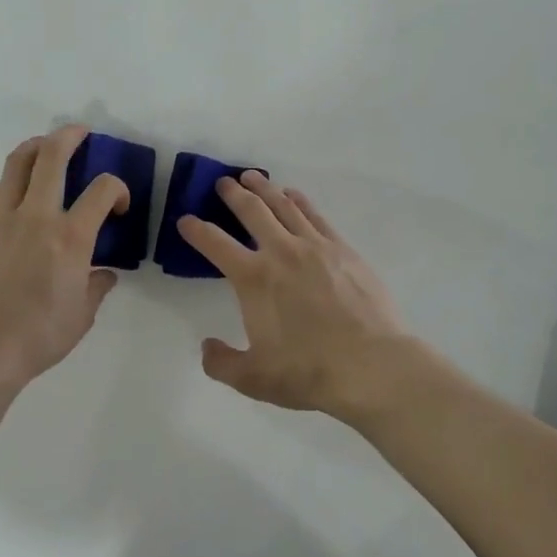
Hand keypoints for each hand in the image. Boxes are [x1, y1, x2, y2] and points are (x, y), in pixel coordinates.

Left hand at [0, 125, 129, 389]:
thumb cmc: (39, 336)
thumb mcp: (83, 315)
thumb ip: (98, 286)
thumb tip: (105, 273)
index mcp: (71, 237)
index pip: (103, 189)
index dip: (118, 188)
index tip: (118, 206)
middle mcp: (36, 216)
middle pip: (52, 156)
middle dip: (70, 136)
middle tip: (79, 133)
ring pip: (15, 164)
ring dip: (33, 149)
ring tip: (41, 150)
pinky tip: (4, 199)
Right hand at [177, 170, 412, 419]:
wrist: (371, 366)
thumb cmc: (308, 372)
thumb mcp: (254, 379)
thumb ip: (222, 363)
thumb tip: (206, 347)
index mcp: (253, 279)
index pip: (215, 244)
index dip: (196, 230)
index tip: (185, 219)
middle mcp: (281, 252)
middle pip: (251, 211)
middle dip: (232, 194)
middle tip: (223, 182)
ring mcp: (315, 246)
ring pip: (284, 205)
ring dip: (264, 188)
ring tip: (252, 177)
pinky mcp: (343, 249)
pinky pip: (315, 215)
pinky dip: (299, 200)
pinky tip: (292, 196)